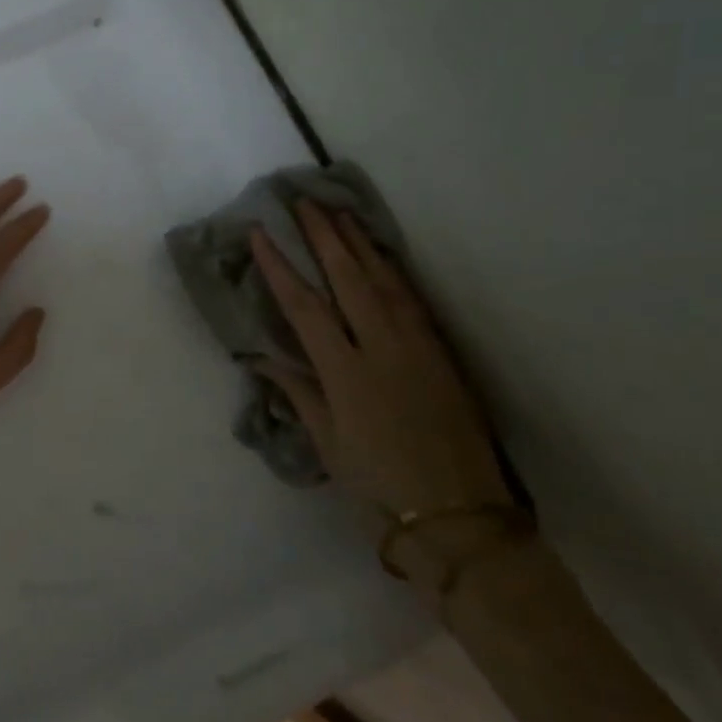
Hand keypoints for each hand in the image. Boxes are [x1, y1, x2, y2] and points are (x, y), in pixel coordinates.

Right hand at [250, 203, 510, 522]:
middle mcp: (383, 350)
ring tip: (342, 213)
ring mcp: (419, 349)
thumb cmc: (379, 488)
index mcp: (346, 374)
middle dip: (325, 236)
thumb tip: (262, 359)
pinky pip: (414, 302)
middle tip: (306, 200)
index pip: (305, 307)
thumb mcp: (329, 445)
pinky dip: (394, 272)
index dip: (280, 267)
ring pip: (386, 282)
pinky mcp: (443, 357)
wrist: (460, 521)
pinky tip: (384, 257)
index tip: (261, 232)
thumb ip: (299, 393)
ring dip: (362, 244)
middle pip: (350, 279)